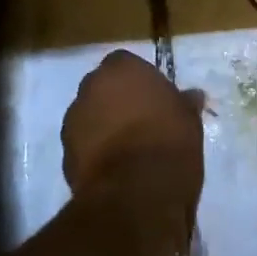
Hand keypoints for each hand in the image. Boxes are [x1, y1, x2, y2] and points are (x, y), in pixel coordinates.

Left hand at [61, 50, 203, 228]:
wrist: (136, 192)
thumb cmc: (169, 141)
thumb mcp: (189, 118)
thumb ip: (184, 103)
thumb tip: (191, 96)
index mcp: (121, 68)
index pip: (125, 63)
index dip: (139, 81)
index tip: (153, 98)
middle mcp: (91, 87)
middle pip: (102, 88)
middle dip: (116, 101)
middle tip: (140, 120)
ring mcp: (73, 121)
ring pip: (90, 117)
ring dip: (103, 126)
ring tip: (128, 148)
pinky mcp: (65, 155)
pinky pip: (83, 145)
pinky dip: (95, 152)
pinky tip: (116, 168)